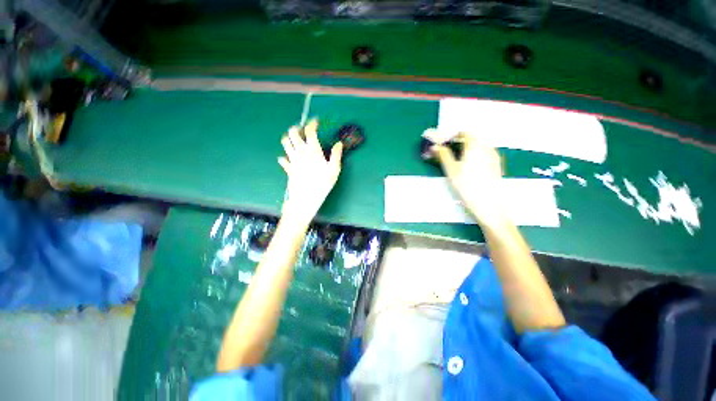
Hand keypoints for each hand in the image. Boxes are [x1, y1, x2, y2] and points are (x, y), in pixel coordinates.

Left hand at [279, 119, 342, 225]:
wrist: (306, 198)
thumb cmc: (322, 184)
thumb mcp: (334, 170)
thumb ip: (336, 155)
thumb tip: (339, 144)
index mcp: (312, 150)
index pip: (309, 131)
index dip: (312, 123)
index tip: (316, 122)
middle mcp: (300, 152)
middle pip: (292, 133)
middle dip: (297, 128)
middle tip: (304, 131)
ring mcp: (292, 160)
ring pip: (285, 142)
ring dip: (289, 138)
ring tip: (296, 141)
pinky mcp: (288, 168)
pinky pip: (282, 159)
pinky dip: (285, 157)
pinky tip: (290, 159)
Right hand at [433, 132, 507, 227]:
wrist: (488, 205)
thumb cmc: (467, 186)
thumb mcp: (451, 170)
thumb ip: (443, 155)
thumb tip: (434, 146)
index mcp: (475, 147)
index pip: (465, 133)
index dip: (454, 135)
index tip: (446, 141)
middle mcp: (487, 148)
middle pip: (474, 138)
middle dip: (461, 141)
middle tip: (450, 150)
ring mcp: (494, 157)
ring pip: (481, 146)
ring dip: (469, 147)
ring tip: (459, 158)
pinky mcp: (497, 166)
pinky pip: (486, 153)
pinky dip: (477, 154)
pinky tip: (471, 166)